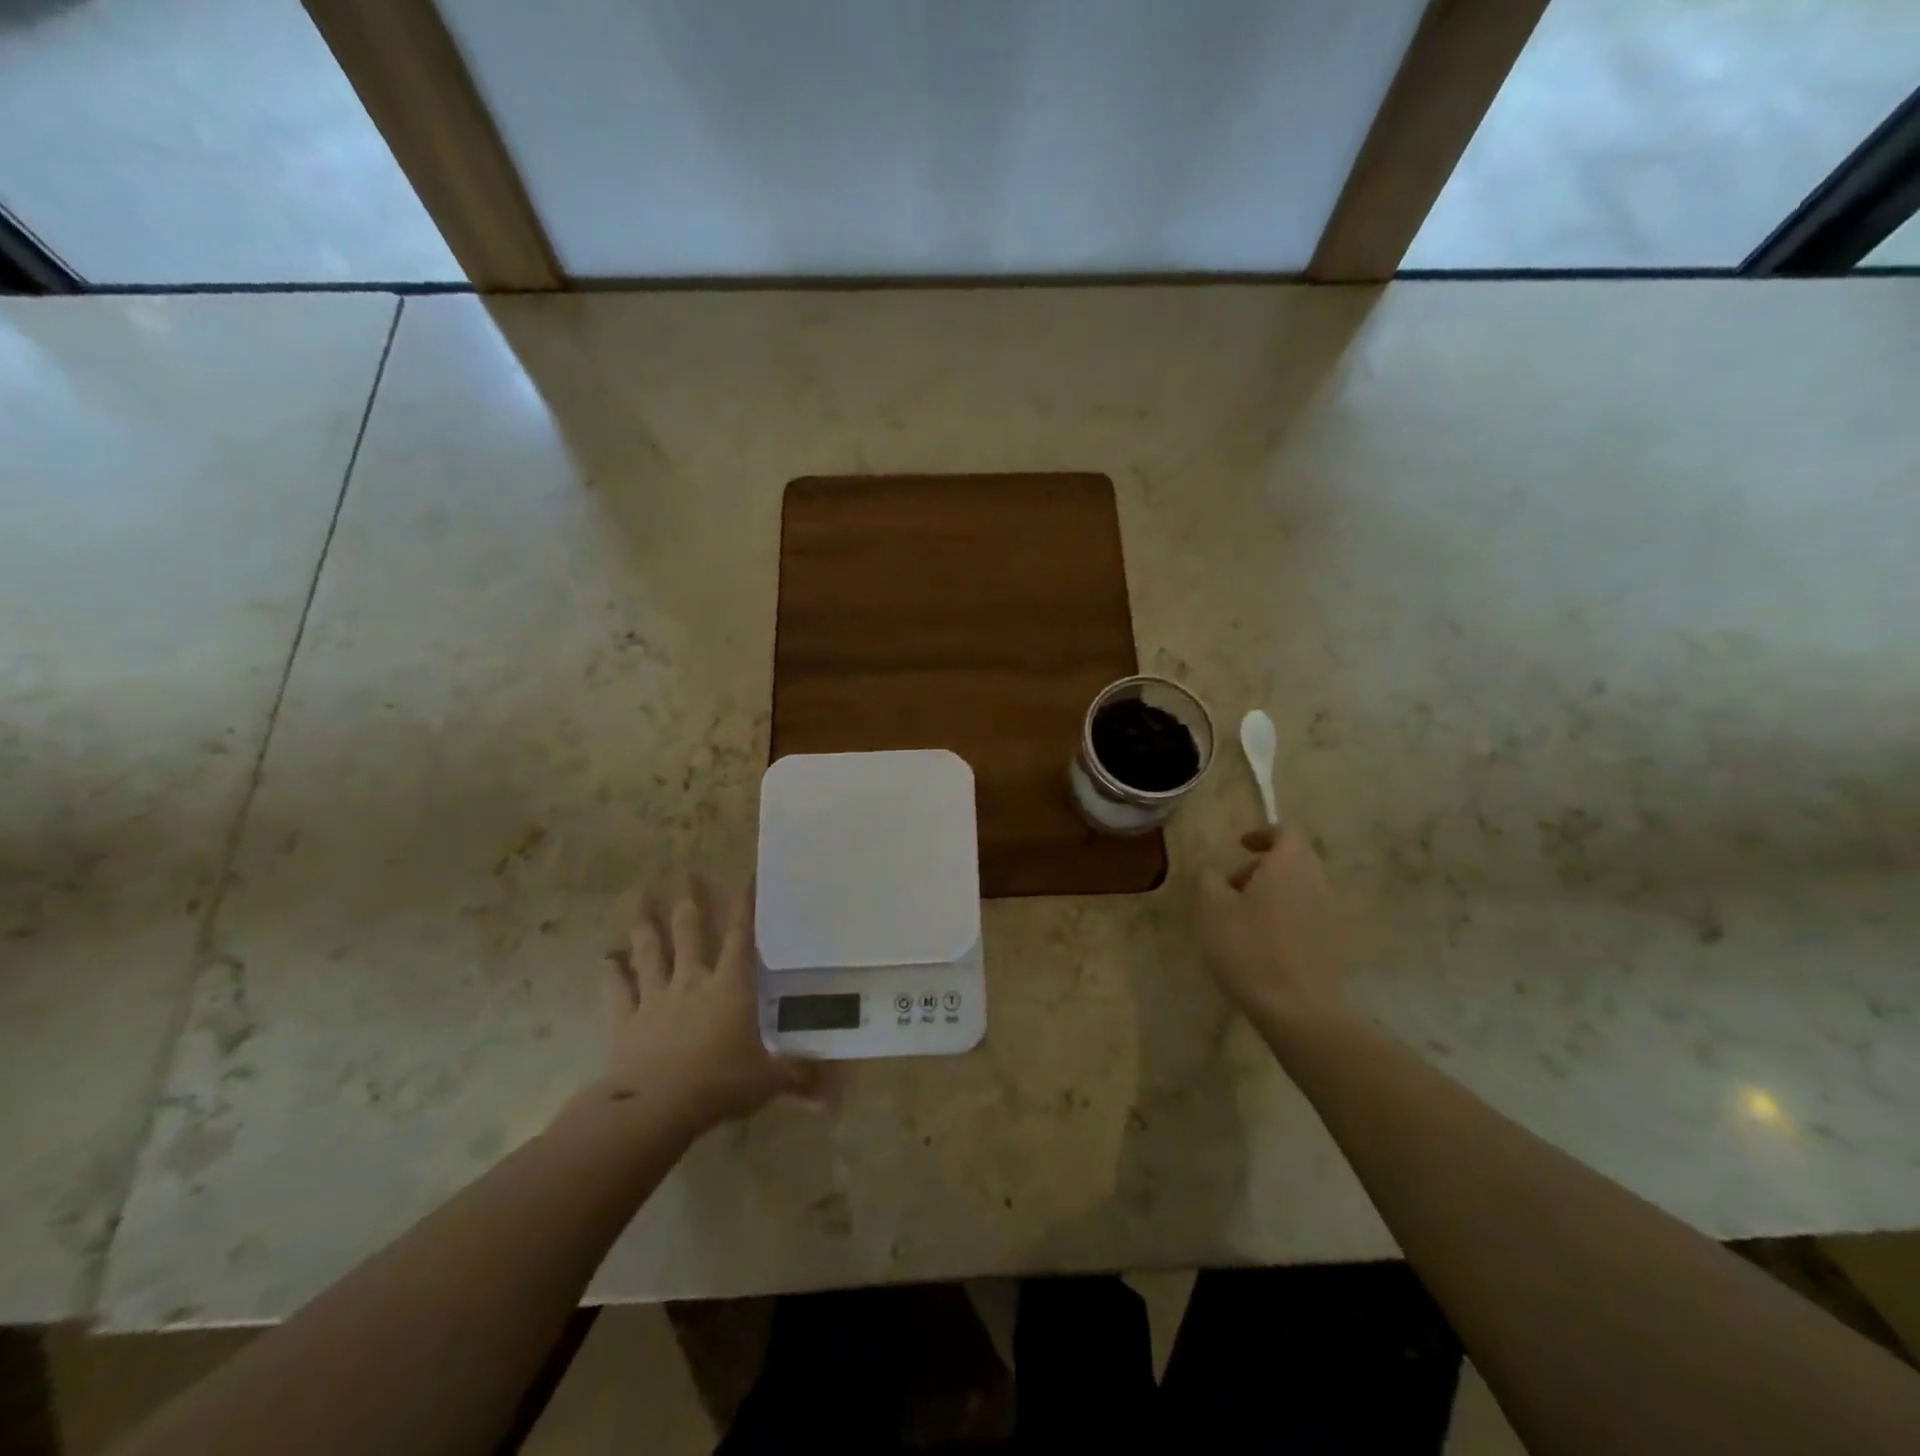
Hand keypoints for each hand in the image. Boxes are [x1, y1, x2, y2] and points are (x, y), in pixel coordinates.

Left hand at [596, 880, 824, 1137]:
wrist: (655, 1107)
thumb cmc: (719, 1084)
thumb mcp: (767, 1081)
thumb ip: (799, 1077)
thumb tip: (837, 1092)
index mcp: (730, 987)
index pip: (741, 935)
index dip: (745, 903)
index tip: (746, 872)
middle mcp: (692, 982)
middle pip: (689, 931)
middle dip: (689, 899)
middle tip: (685, 870)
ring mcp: (656, 998)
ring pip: (649, 951)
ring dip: (645, 925)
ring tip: (640, 899)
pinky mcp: (626, 1020)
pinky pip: (618, 990)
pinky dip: (611, 973)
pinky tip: (606, 959)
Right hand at [1197, 828, 1350, 1025]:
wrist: (1298, 1009)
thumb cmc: (1249, 948)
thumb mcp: (1211, 908)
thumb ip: (1209, 879)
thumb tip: (1214, 871)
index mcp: (1289, 865)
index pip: (1285, 832)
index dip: (1263, 834)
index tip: (1241, 845)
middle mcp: (1316, 882)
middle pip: (1295, 860)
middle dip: (1264, 866)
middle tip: (1234, 885)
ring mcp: (1330, 914)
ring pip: (1301, 888)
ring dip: (1274, 893)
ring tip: (1243, 918)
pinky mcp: (1334, 944)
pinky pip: (1307, 915)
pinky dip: (1286, 916)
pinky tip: (1263, 943)